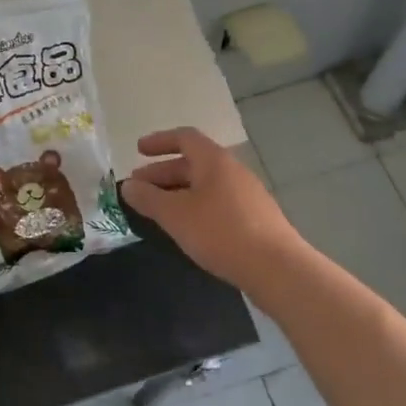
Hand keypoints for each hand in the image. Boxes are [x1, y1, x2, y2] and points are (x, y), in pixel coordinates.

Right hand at [121, 127, 304, 289]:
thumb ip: (148, 198)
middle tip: (138, 189)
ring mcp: (247, 195)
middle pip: (193, 162)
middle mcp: (232, 171)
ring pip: (205, 185)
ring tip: (158, 211)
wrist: (277, 268)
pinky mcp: (255, 218)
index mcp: (214, 160)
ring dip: (178, 192)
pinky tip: (187, 228)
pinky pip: (217, 202)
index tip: (138, 150)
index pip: (184, 138)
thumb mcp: (175, 215)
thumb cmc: (220, 232)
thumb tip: (127, 185)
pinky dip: (195, 207)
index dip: (159, 141)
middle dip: (162, 173)